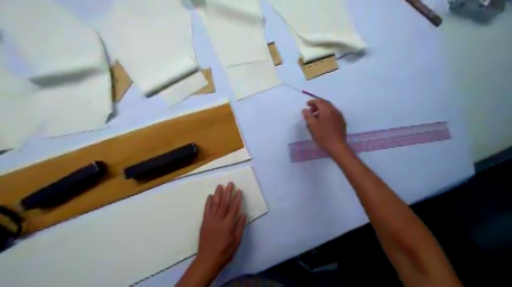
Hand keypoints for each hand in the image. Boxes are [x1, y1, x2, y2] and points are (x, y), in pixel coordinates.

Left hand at [195, 184, 246, 272]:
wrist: (207, 260)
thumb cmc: (225, 252)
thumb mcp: (237, 241)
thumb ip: (240, 226)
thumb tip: (244, 214)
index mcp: (228, 224)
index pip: (234, 208)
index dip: (237, 198)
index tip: (239, 190)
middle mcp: (219, 220)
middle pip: (224, 203)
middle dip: (227, 192)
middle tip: (230, 183)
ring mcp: (210, 220)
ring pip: (214, 204)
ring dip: (217, 194)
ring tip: (220, 186)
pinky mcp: (204, 223)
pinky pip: (206, 210)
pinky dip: (208, 202)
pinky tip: (210, 196)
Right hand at [301, 99, 347, 154]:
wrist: (337, 146)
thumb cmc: (323, 136)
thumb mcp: (312, 126)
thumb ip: (308, 116)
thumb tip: (305, 109)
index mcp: (327, 110)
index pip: (319, 101)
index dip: (312, 101)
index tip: (306, 105)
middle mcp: (335, 110)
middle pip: (325, 104)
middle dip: (317, 106)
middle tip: (310, 111)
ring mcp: (339, 116)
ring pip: (329, 109)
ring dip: (322, 111)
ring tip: (315, 118)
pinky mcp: (342, 122)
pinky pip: (333, 115)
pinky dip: (327, 115)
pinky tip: (323, 123)